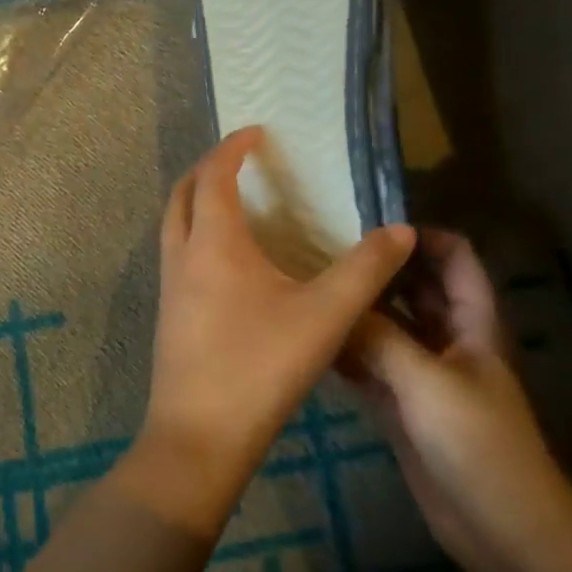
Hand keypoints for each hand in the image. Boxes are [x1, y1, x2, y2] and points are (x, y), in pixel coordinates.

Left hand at [123, 127, 415, 537]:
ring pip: (174, 226)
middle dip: (206, 170)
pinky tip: (229, 265)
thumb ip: (366, 269)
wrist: (199, 439)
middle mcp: (182, 256)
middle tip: (238, 162)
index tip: (255, 132)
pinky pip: (178, 256)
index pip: (214, 175)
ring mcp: (169, 288)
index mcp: (213, 242)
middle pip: (181, 194)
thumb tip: (402, 230)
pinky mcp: (169, 317)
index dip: (233, 148)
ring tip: (235, 205)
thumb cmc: (260, 367)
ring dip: (196, 204)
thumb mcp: (326, 316)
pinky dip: (196, 237)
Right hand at [341, 229, 571, 571]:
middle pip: (414, 287)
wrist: (498, 528)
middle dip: (378, 269)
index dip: (421, 237)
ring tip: (308, 286)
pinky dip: (346, 352)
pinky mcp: (400, 404)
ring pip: (387, 326)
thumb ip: (379, 338)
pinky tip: (311, 340)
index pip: (455, 258)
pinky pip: (369, 365)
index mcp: (471, 322)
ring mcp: (422, 373)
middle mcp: (446, 338)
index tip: (369, 228)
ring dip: (358, 310)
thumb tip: (335, 300)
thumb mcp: (427, 381)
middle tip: (322, 250)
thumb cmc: (477, 443)